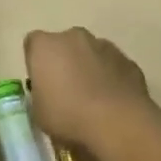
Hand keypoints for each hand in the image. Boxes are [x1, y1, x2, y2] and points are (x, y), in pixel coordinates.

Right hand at [24, 27, 150, 149]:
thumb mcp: (38, 112)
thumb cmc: (68, 117)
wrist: (119, 124)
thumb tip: (48, 93)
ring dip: (89, 68)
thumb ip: (40, 94)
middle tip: (66, 91)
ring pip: (90, 53)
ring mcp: (103, 45)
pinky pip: (113, 66)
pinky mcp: (128, 60)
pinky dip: (111, 78)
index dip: (37, 64)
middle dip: (64, 61)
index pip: (33, 45)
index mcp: (44, 46)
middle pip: (64, 44)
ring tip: (93, 100)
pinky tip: (113, 103)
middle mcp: (73, 37)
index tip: (42, 85)